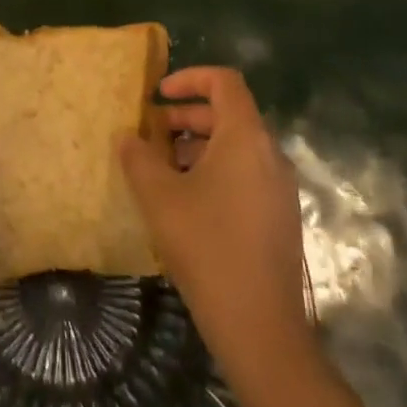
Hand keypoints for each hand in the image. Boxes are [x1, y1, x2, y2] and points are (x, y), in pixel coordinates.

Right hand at [118, 67, 312, 385]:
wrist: (261, 328)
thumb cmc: (208, 248)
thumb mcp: (160, 198)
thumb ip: (138, 158)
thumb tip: (126, 136)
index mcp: (246, 138)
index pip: (224, 81)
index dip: (190, 78)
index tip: (158, 95)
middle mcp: (270, 154)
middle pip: (228, 114)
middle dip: (186, 118)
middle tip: (151, 135)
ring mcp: (279, 187)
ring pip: (236, 147)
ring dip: (197, 146)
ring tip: (162, 170)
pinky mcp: (279, 216)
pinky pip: (245, 173)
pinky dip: (214, 170)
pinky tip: (186, 203)